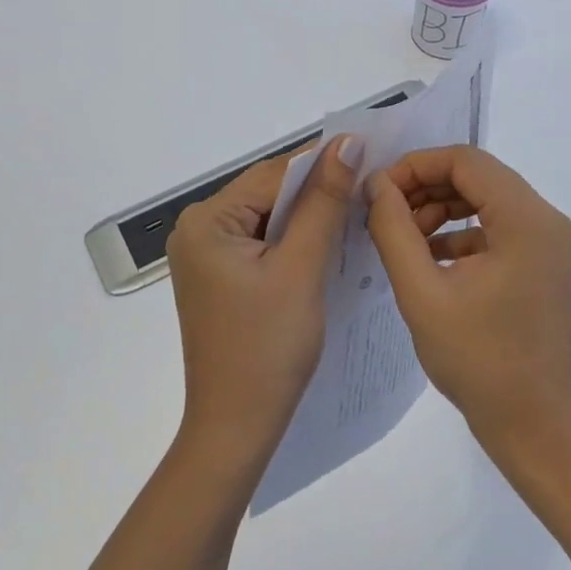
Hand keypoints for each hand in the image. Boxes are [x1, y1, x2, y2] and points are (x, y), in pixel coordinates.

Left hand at [165, 135, 360, 462]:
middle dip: (318, 191)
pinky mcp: (221, 275)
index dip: (323, 164)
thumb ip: (324, 202)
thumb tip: (346, 142)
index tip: (372, 158)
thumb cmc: (268, 347)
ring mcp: (207, 254)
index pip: (274, 174)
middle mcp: (198, 228)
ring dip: (310, 215)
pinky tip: (327, 243)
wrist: (237, 426)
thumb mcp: (301, 267)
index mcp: (206, 220)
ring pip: (270, 216)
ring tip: (357, 212)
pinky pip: (263, 241)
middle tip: (370, 189)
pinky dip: (295, 240)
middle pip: (269, 193)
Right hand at [365, 145, 570, 463]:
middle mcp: (546, 219)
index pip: (466, 160)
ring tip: (403, 237)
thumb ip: (394, 229)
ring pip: (486, 199)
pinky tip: (428, 257)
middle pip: (478, 175)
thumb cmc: (477, 361)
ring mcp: (549, 242)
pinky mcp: (543, 262)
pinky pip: (497, 226)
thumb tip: (376, 185)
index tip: (378, 190)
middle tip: (385, 213)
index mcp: (526, 219)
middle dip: (426, 187)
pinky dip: (460, 232)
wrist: (533, 425)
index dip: (416, 165)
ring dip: (441, 208)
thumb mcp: (422, 293)